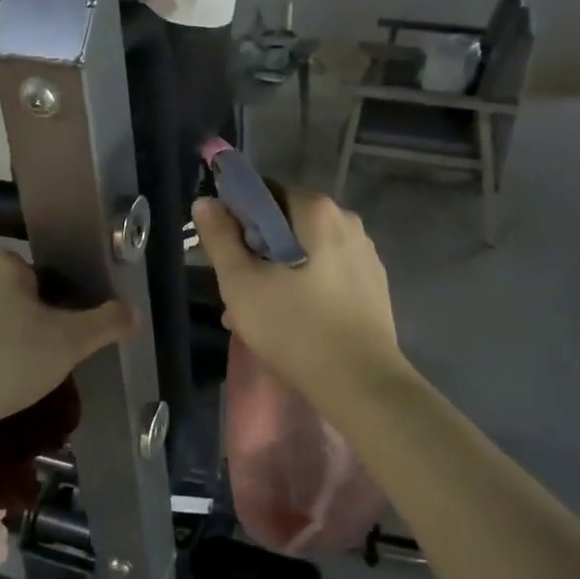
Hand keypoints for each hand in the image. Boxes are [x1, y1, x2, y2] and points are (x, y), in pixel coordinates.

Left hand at [0, 251, 133, 423]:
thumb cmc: (10, 361)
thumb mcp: (70, 343)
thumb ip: (106, 322)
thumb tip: (133, 311)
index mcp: (1, 262)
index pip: (37, 279)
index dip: (51, 310)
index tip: (52, 341)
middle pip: (6, 295)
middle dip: (18, 322)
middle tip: (31, 361)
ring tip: (0, 376)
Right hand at [192, 191, 402, 398]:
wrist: (361, 383)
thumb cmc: (294, 327)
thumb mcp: (241, 283)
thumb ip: (219, 238)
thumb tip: (205, 202)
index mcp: (317, 210)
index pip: (264, 194)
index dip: (236, 219)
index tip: (225, 256)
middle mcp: (347, 221)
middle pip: (285, 225)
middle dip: (256, 253)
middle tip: (237, 293)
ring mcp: (365, 254)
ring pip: (305, 253)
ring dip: (277, 274)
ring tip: (257, 316)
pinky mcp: (373, 285)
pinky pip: (327, 274)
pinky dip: (304, 288)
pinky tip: (290, 322)